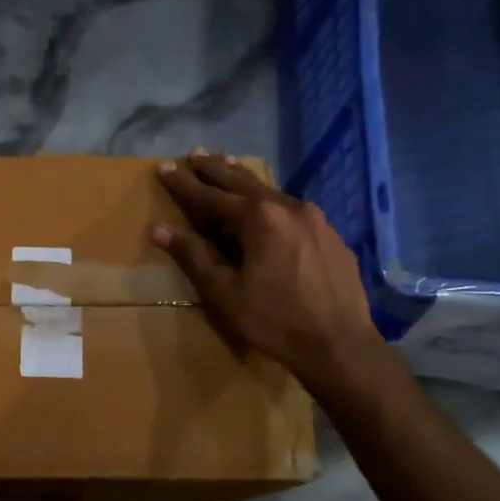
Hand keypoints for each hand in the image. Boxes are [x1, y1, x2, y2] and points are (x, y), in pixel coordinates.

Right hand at [152, 152, 386, 396]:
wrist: (339, 345)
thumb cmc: (274, 320)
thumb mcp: (224, 292)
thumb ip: (193, 255)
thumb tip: (160, 229)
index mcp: (258, 218)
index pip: (210, 195)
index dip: (184, 183)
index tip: (164, 168)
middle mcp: (288, 207)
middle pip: (242, 182)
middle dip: (214, 169)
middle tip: (194, 154)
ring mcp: (315, 219)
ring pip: (270, 192)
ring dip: (243, 181)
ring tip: (227, 165)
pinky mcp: (331, 235)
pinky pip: (291, 209)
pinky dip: (269, 201)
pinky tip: (267, 207)